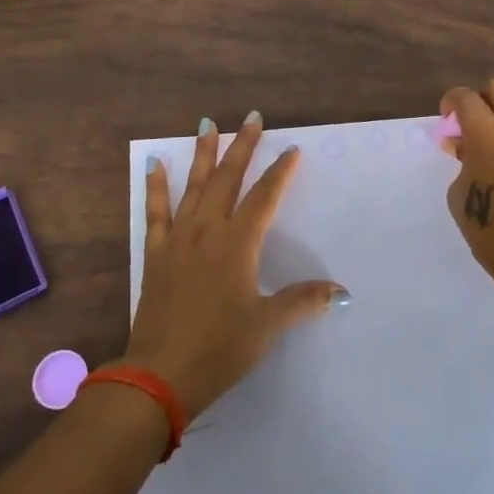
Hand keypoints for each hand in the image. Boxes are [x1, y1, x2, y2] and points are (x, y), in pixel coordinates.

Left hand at [124, 112, 347, 415]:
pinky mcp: (156, 254)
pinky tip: (153, 165)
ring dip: (203, 155)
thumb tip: (340, 292)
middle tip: (251, 118)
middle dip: (242, 147)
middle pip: (228, 180)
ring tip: (206, 125)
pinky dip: (155, 187)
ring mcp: (178, 240)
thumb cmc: (219, 348)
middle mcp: (207, 231)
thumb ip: (301, 302)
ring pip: (193, 186)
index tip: (291, 150)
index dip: (279, 173)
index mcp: (237, 244)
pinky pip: (155, 212)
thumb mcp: (265, 326)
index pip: (264, 198)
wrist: (159, 374)